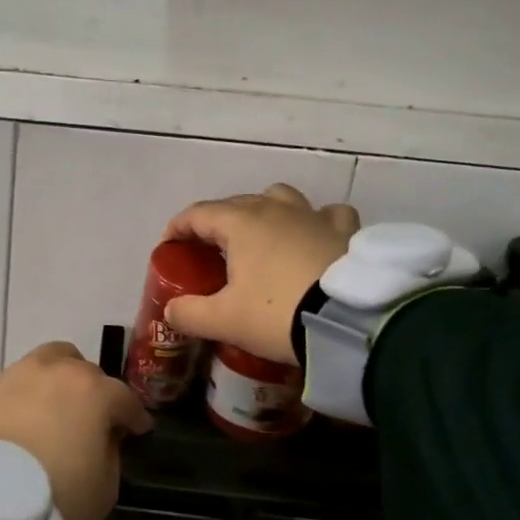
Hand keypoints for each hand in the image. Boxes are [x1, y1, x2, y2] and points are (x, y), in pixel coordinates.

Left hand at [0, 342, 153, 519]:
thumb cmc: (55, 493)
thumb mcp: (104, 486)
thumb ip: (110, 453)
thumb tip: (101, 438)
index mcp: (95, 391)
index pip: (125, 399)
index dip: (135, 418)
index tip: (138, 431)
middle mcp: (59, 370)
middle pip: (86, 373)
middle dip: (96, 394)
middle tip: (93, 420)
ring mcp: (20, 373)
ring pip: (50, 363)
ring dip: (60, 381)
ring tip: (57, 409)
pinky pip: (20, 382)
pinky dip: (29, 394)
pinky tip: (27, 418)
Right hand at [159, 184, 359, 364]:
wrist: (351, 320)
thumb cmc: (277, 313)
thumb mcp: (224, 321)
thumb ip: (189, 314)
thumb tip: (171, 311)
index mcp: (240, 223)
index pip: (198, 214)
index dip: (178, 228)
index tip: (169, 247)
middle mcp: (275, 209)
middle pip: (237, 203)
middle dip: (218, 222)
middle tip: (210, 250)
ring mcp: (313, 216)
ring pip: (281, 198)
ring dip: (265, 213)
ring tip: (262, 239)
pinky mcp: (346, 231)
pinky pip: (327, 215)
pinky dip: (316, 222)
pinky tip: (315, 238)